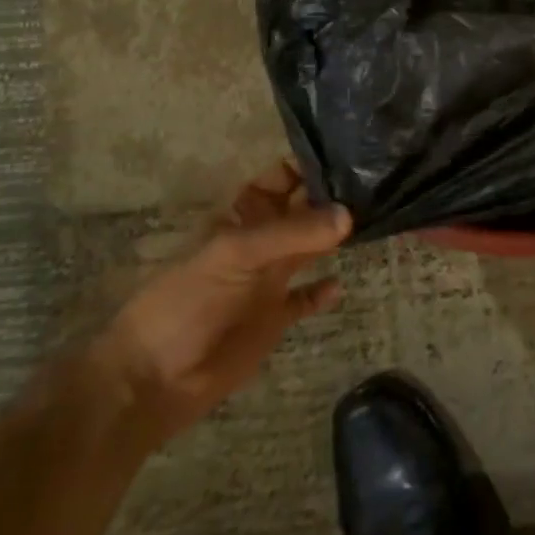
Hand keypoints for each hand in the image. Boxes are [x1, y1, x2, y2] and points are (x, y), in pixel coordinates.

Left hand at [86, 162, 349, 447]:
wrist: (154, 380)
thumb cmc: (186, 303)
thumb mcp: (234, 255)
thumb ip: (291, 233)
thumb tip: (349, 215)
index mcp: (242, 216)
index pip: (281, 177)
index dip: (310, 165)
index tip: (354, 154)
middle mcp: (260, 241)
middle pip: (302, 209)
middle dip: (333, 198)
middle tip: (379, 186)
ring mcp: (268, 280)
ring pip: (310, 249)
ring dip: (335, 239)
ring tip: (376, 224)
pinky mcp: (275, 318)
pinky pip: (305, 298)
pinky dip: (322, 292)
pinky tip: (341, 285)